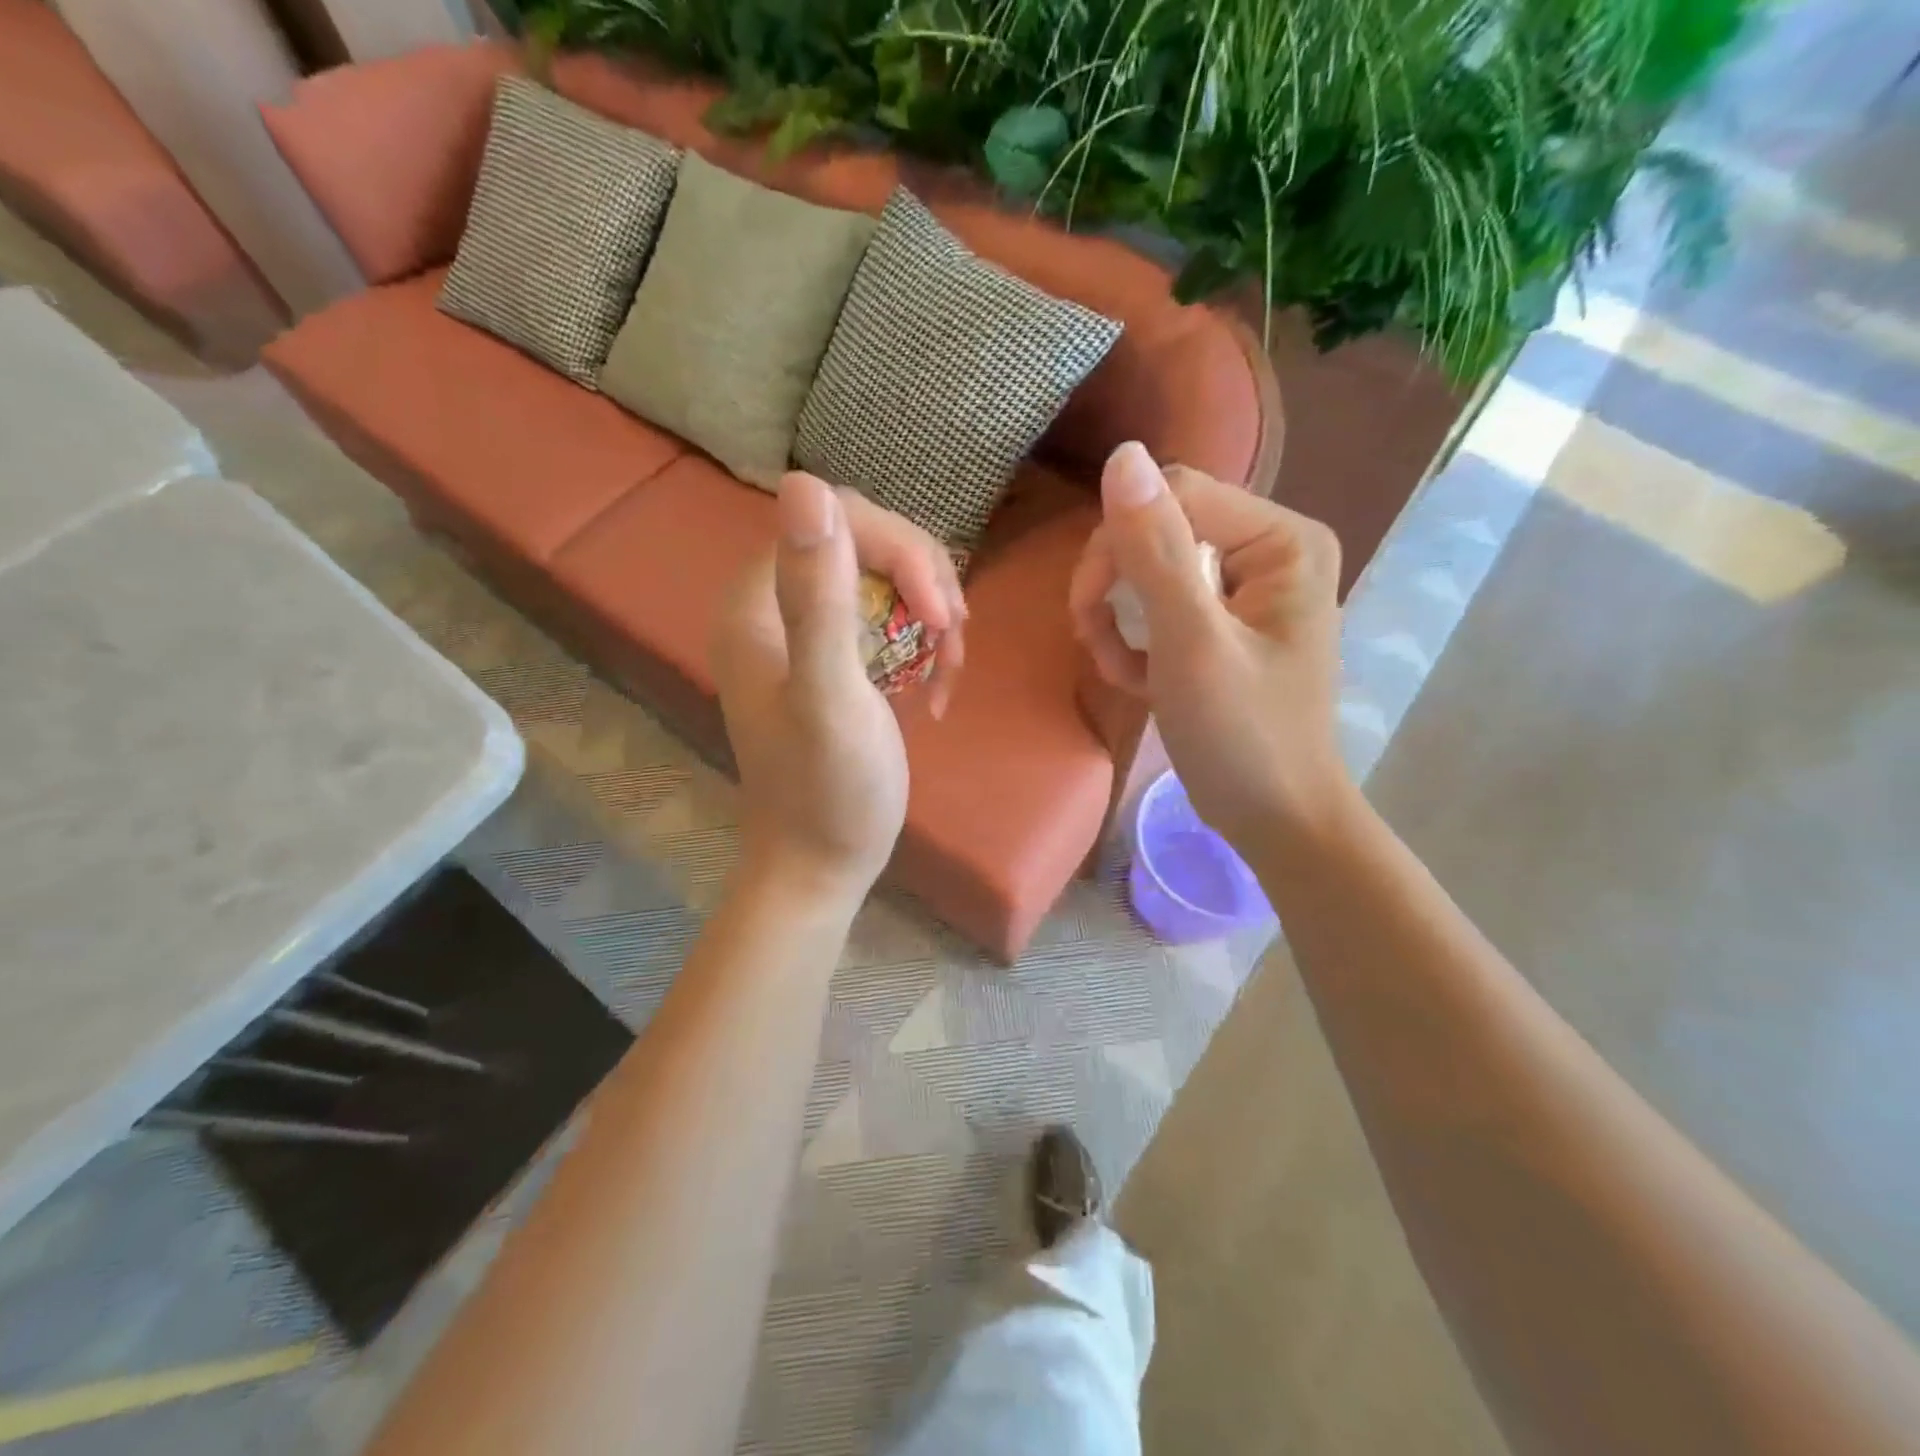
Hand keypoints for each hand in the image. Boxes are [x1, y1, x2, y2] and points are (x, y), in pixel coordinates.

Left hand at [711, 473, 908, 905]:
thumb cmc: (829, 792)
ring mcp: (804, 632)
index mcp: (756, 602)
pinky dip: (924, 641)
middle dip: (922, 580)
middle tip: (952, 636)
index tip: (940, 611)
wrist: (823, 865)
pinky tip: (936, 685)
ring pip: (884, 576)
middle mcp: (773, 605)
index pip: (835, 519)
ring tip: (950, 667)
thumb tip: (803, 482)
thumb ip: (818, 596)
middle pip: (864, 541)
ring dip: (931, 611)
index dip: (899, 549)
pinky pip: (888, 616)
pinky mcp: (834, 659)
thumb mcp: (829, 697)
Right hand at [1068, 442, 1351, 857]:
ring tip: (1118, 670)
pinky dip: (1137, 642)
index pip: (1174, 497)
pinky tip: (1137, 681)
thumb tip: (1122, 455)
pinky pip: (1160, 606)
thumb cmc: (1242, 737)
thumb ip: (1157, 551)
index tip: (1087, 611)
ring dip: (1118, 621)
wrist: (1277, 821)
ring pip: (1150, 570)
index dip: (1116, 546)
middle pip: (1159, 530)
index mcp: (1282, 539)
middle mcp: (1270, 549)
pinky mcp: (1224, 624)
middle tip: (1095, 643)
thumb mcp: (1192, 644)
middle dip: (1116, 589)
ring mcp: (1247, 589)